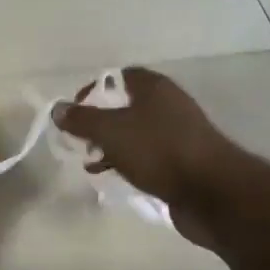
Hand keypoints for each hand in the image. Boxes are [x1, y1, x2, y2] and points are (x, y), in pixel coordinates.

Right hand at [53, 67, 238, 244]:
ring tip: (91, 162)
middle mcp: (167, 105)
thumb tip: (58, 108)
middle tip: (80, 140)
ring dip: (111, 146)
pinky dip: (128, 162)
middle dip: (99, 122)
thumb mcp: (111, 131)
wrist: (211, 191)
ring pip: (135, 133)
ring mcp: (177, 134)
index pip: (118, 77)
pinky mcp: (182, 161)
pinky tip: (115, 177)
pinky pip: (147, 156)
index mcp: (153, 88)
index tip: (74, 113)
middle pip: (125, 106)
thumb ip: (82, 119)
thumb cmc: (158, 151)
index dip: (93, 91)